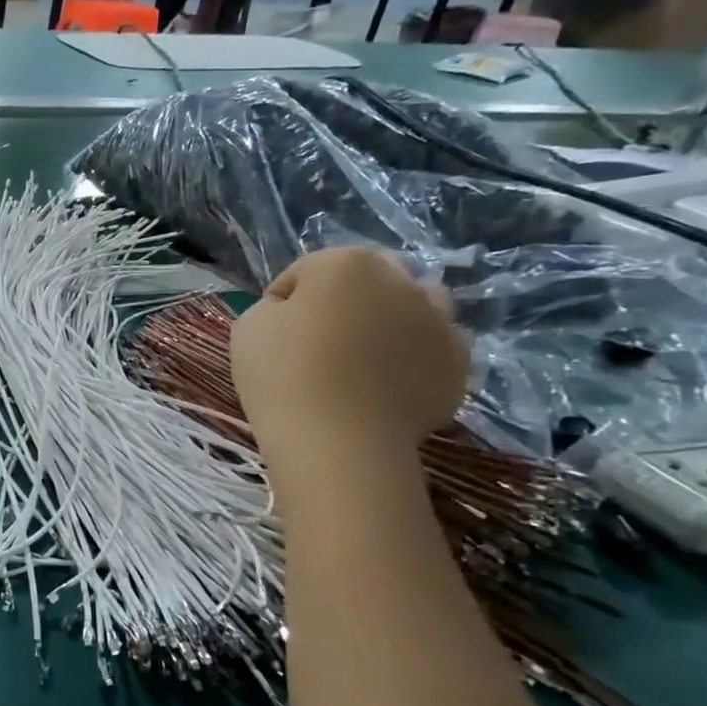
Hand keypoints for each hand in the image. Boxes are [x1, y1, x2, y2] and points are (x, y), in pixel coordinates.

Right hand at [229, 248, 467, 459]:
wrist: (338, 441)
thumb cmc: (283, 376)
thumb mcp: (248, 327)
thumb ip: (272, 306)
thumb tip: (293, 313)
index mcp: (345, 264)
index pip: (306, 271)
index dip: (283, 300)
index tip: (271, 332)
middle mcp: (400, 280)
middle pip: (368, 278)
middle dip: (345, 299)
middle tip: (320, 339)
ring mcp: (438, 321)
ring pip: (414, 306)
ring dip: (391, 319)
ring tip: (364, 357)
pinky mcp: (458, 363)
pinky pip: (434, 348)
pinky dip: (414, 357)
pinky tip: (387, 384)